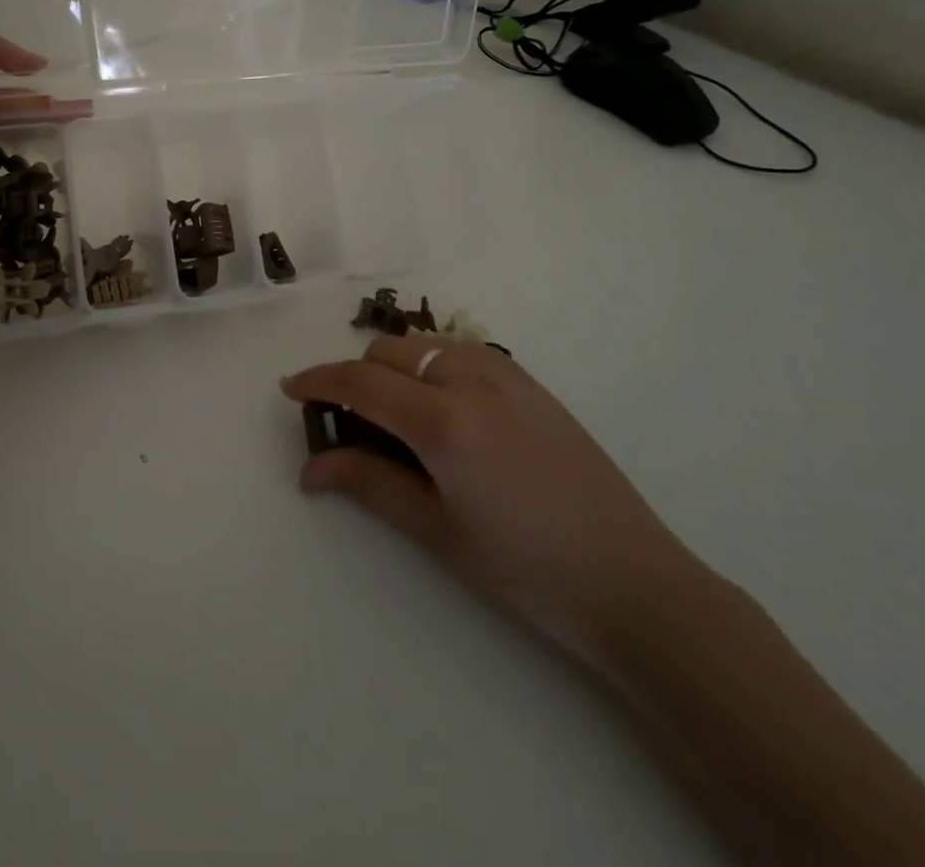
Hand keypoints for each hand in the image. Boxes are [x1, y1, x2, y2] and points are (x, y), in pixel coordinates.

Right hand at [282, 336, 702, 664]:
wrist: (633, 580)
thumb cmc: (526, 568)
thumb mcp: (438, 531)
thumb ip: (369, 485)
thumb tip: (310, 468)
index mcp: (444, 421)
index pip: (361, 382)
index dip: (318, 381)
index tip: (291, 390)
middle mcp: (472, 380)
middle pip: (388, 352)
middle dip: (357, 377)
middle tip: (352, 426)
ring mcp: (507, 375)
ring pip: (424, 344)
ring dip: (395, 367)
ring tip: (397, 418)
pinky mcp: (530, 383)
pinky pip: (461, 352)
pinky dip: (432, 366)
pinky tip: (443, 411)